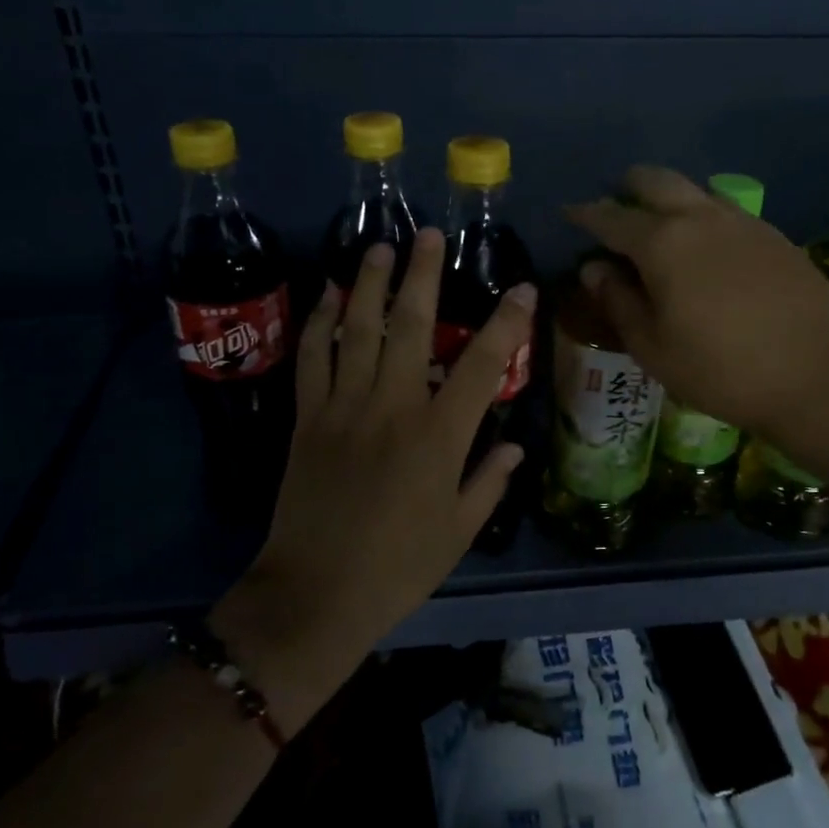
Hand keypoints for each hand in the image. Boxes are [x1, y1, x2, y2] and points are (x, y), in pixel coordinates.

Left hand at [213, 229, 535, 729]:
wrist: (315, 594)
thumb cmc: (397, 568)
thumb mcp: (458, 532)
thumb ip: (488, 482)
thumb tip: (514, 446)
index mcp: (438, 437)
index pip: (481, 366)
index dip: (505, 323)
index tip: (520, 288)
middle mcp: (392, 407)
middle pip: (410, 326)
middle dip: (422, 275)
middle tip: (429, 233)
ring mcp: (344, 407)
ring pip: (357, 330)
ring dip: (368, 283)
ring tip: (378, 246)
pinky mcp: (308, 417)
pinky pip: (313, 358)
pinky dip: (320, 322)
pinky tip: (328, 294)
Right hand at [566, 166, 828, 434]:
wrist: (819, 376)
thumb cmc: (721, 369)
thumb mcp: (653, 346)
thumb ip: (618, 301)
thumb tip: (594, 268)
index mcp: (662, 242)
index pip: (611, 217)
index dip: (585, 214)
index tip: (569, 212)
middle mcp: (700, 217)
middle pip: (655, 180)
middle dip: (628, 187)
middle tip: (614, 207)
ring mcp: (743, 222)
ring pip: (695, 190)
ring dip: (668, 199)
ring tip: (658, 228)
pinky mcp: (774, 236)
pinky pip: (725, 210)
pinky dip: (701, 217)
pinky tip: (704, 249)